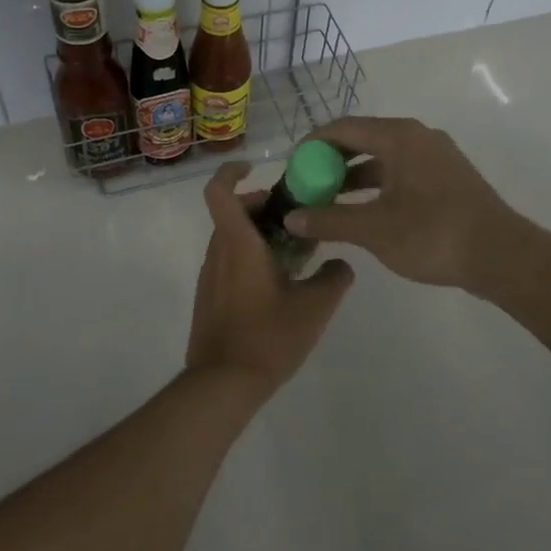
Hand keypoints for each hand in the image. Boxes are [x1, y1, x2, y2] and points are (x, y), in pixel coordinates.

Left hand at [186, 161, 354, 393]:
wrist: (223, 383)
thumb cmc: (268, 337)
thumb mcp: (314, 307)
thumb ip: (334, 278)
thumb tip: (341, 264)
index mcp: (238, 244)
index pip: (219, 191)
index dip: (232, 172)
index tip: (254, 167)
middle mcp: (218, 253)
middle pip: (233, 213)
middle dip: (263, 206)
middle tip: (298, 216)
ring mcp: (210, 276)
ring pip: (232, 238)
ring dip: (260, 233)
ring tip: (297, 251)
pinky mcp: (210, 297)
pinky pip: (229, 261)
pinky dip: (252, 256)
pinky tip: (281, 282)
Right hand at [284, 116, 522, 293]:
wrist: (501, 255)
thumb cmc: (432, 234)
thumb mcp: (373, 229)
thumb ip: (329, 219)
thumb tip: (291, 218)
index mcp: (399, 137)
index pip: (343, 128)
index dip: (312, 145)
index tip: (292, 167)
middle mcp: (418, 137)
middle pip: (363, 139)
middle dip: (331, 161)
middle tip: (307, 184)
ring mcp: (436, 156)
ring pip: (383, 158)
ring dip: (354, 176)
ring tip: (328, 200)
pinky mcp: (447, 177)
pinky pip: (401, 172)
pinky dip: (377, 185)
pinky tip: (363, 210)